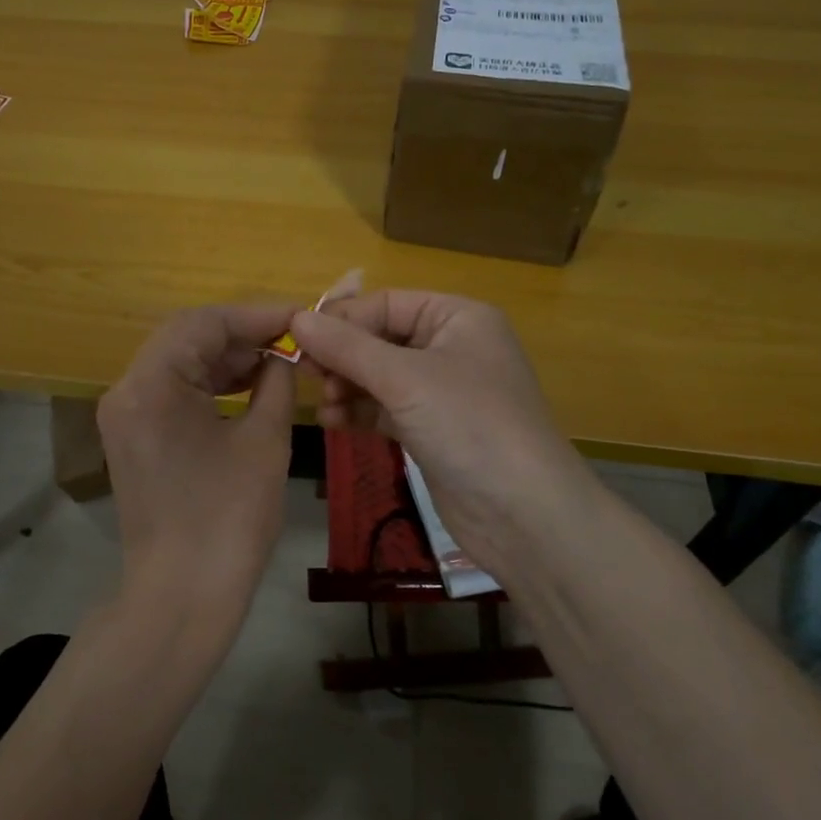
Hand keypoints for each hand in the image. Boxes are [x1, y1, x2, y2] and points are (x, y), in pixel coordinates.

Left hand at [97, 305, 298, 626]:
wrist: (181, 598)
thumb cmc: (228, 520)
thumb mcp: (264, 441)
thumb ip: (276, 382)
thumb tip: (283, 354)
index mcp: (151, 384)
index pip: (204, 323)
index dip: (256, 315)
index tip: (299, 317)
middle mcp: (126, 389)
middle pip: (186, 337)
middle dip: (241, 335)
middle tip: (291, 341)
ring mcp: (123, 414)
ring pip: (177, 362)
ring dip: (225, 358)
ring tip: (276, 362)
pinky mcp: (131, 436)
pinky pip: (170, 391)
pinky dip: (207, 384)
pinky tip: (246, 386)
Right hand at [291, 292, 600, 575]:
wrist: (524, 516)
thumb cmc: (469, 424)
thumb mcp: (404, 379)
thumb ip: (347, 347)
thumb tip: (296, 317)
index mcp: (458, 318)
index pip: (386, 303)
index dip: (343, 319)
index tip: (298, 339)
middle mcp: (452, 348)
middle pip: (381, 339)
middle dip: (343, 357)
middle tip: (305, 374)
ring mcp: (443, 392)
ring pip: (380, 377)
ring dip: (347, 386)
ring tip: (323, 402)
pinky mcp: (433, 431)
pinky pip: (386, 409)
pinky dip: (360, 412)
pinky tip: (332, 422)